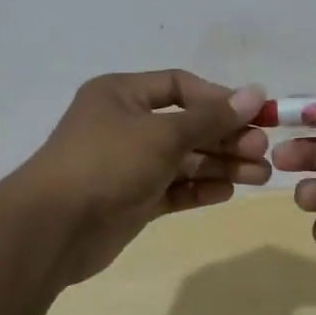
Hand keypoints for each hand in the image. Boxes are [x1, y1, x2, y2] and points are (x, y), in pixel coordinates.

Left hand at [11, 69, 270, 283]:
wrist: (52, 229)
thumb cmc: (107, 163)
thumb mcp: (163, 134)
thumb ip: (211, 118)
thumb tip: (255, 93)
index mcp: (122, 95)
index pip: (180, 86)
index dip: (218, 99)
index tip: (254, 114)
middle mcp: (125, 125)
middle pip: (186, 125)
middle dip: (225, 137)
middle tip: (262, 151)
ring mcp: (128, 164)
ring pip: (184, 159)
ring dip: (221, 165)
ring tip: (260, 176)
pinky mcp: (132, 200)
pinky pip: (173, 188)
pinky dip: (200, 188)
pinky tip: (228, 192)